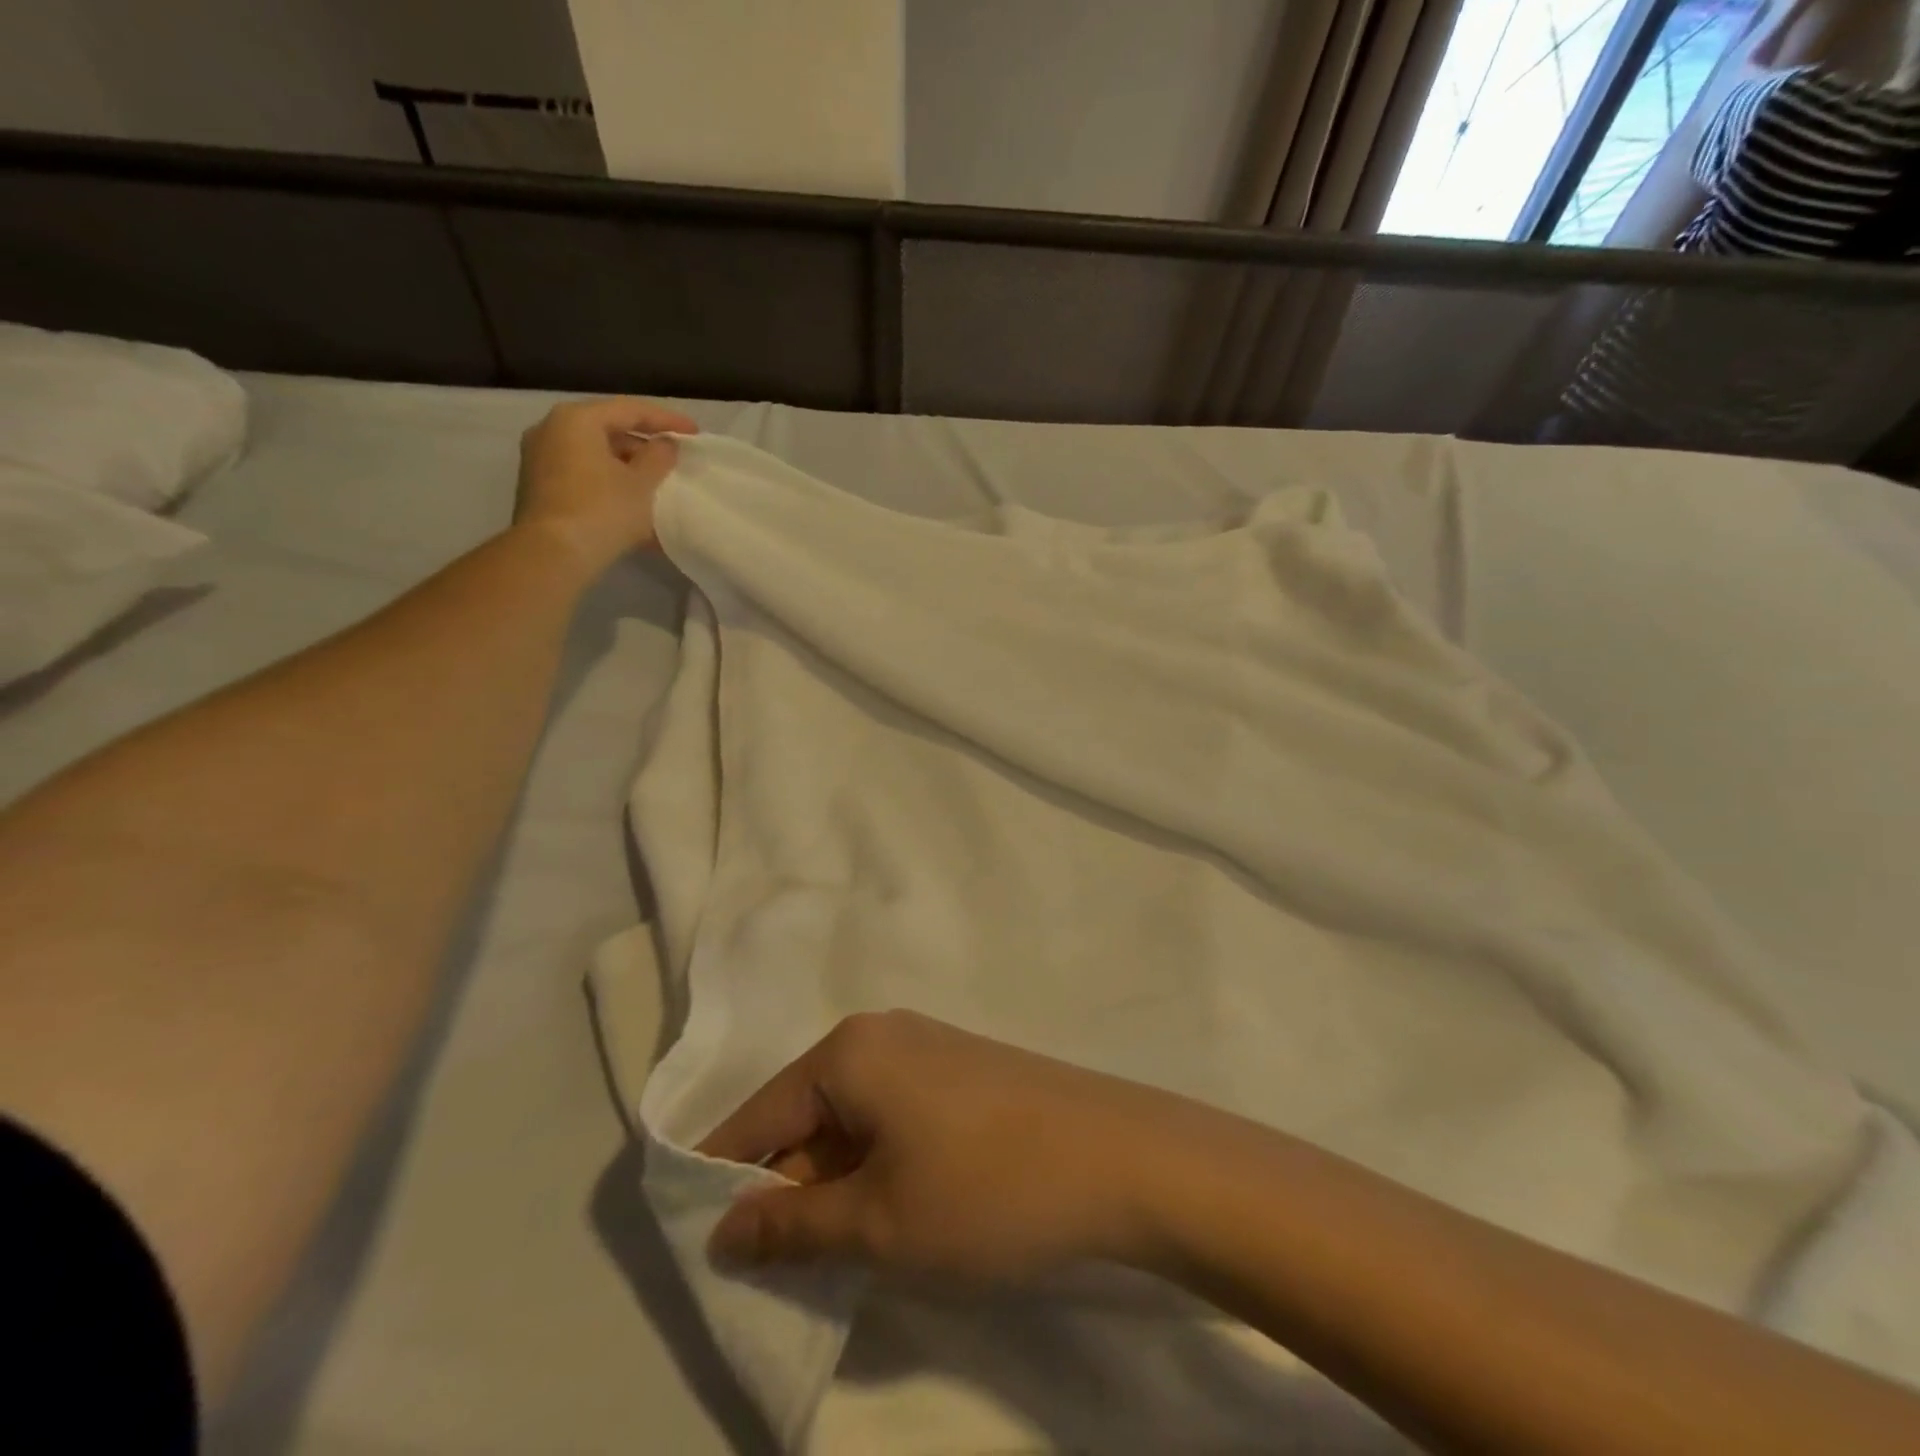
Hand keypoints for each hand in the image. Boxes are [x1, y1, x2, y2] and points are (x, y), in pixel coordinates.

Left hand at [514, 397, 697, 570]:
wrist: (553, 554)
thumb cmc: (603, 510)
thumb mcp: (642, 484)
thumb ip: (659, 457)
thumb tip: (664, 445)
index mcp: (577, 419)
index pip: (629, 410)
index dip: (666, 420)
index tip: (694, 433)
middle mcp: (551, 430)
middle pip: (608, 430)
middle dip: (643, 445)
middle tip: (673, 458)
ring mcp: (540, 459)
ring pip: (595, 455)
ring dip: (627, 468)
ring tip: (656, 485)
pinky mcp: (540, 488)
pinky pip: (583, 476)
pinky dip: (609, 483)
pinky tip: (632, 504)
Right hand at [698, 1011, 1172, 1279]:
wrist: (1119, 1157)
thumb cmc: (984, 1189)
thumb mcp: (876, 1221)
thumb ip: (790, 1225)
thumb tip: (723, 1229)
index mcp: (849, 1052)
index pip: (759, 1116)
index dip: (724, 1179)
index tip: (701, 1242)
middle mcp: (883, 1034)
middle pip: (806, 1114)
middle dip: (786, 1187)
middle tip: (778, 1268)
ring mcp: (929, 1047)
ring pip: (852, 1117)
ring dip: (835, 1181)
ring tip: (836, 1250)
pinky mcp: (963, 1070)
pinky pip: (893, 1114)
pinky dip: (877, 1163)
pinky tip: (893, 1210)